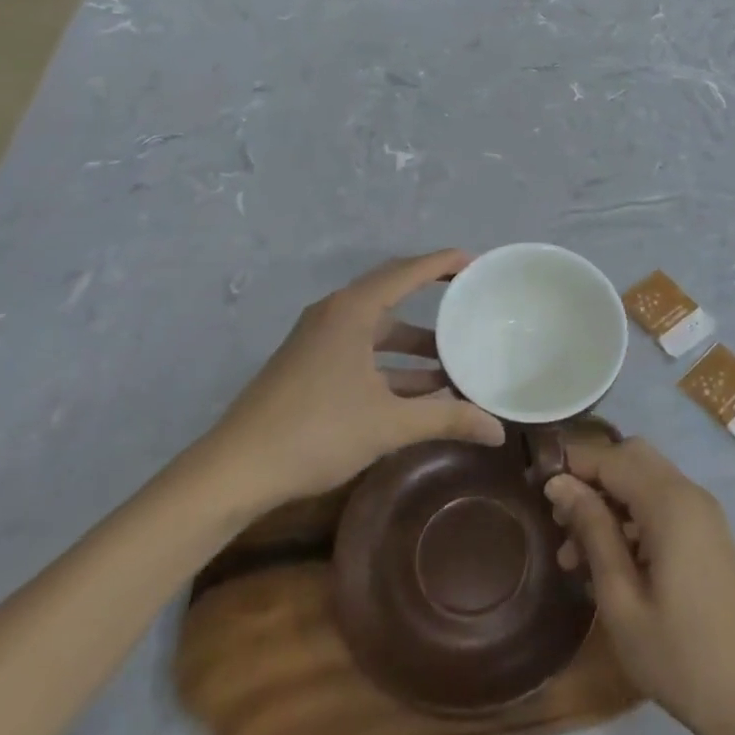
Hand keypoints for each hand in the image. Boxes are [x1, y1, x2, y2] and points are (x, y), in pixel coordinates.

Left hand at [199, 251, 505, 508]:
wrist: (235, 471)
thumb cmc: (316, 432)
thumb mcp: (389, 424)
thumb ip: (447, 419)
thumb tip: (499, 430)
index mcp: (353, 310)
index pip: (408, 271)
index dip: (444, 263)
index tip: (477, 264)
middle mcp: (335, 314)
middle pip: (393, 292)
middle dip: (433, 298)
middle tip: (470, 303)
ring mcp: (319, 339)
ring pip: (378, 329)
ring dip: (414, 343)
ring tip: (454, 360)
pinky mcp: (310, 364)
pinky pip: (362, 350)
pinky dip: (392, 363)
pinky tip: (420, 390)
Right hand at [544, 438, 734, 734]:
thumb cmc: (678, 656)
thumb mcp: (621, 598)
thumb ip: (592, 531)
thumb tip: (559, 484)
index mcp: (670, 504)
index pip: (612, 458)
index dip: (573, 465)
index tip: (537, 489)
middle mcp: (689, 494)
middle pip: (631, 457)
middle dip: (592, 478)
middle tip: (559, 519)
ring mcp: (703, 513)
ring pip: (645, 480)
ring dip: (609, 502)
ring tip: (571, 554)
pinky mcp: (707, 534)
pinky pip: (662, 504)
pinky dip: (631, 517)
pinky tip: (606, 562)